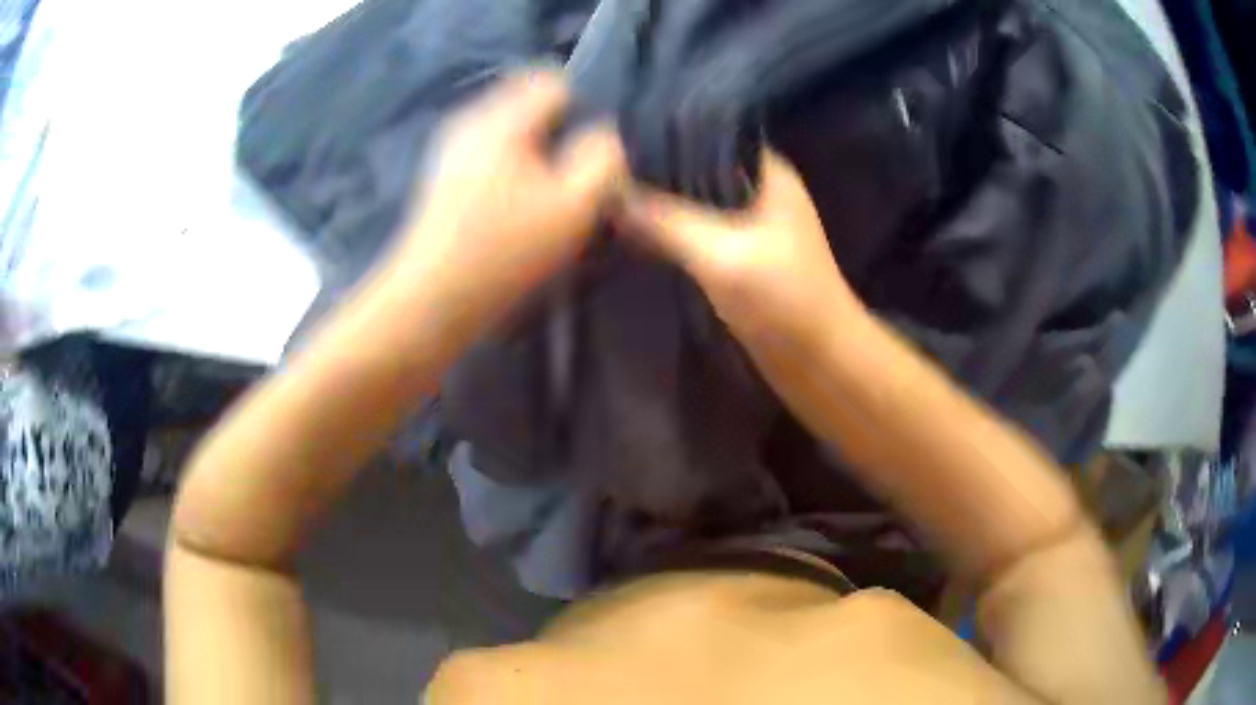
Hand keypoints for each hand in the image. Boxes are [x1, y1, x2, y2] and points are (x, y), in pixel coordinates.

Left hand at [386, 70, 626, 333]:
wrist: (432, 297)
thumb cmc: (506, 250)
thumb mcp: (575, 206)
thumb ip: (601, 159)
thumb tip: (603, 135)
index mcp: (503, 119)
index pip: (552, 83)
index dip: (581, 109)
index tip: (586, 149)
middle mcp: (471, 122)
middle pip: (527, 104)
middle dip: (555, 131)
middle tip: (568, 175)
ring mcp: (451, 150)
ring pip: (507, 131)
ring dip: (531, 153)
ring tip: (542, 195)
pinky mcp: (442, 178)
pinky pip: (488, 154)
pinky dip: (507, 170)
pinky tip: (510, 208)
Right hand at [619, 150, 862, 352]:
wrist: (821, 364)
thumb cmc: (783, 301)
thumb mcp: (720, 254)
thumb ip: (665, 220)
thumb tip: (606, 193)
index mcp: (768, 173)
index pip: (707, 137)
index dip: (663, 137)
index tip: (614, 144)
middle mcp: (759, 191)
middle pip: (697, 170)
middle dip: (654, 174)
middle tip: (599, 175)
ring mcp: (752, 226)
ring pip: (695, 203)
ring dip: (660, 206)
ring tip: (606, 199)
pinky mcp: (742, 258)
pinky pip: (698, 234)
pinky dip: (670, 233)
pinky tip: (632, 233)